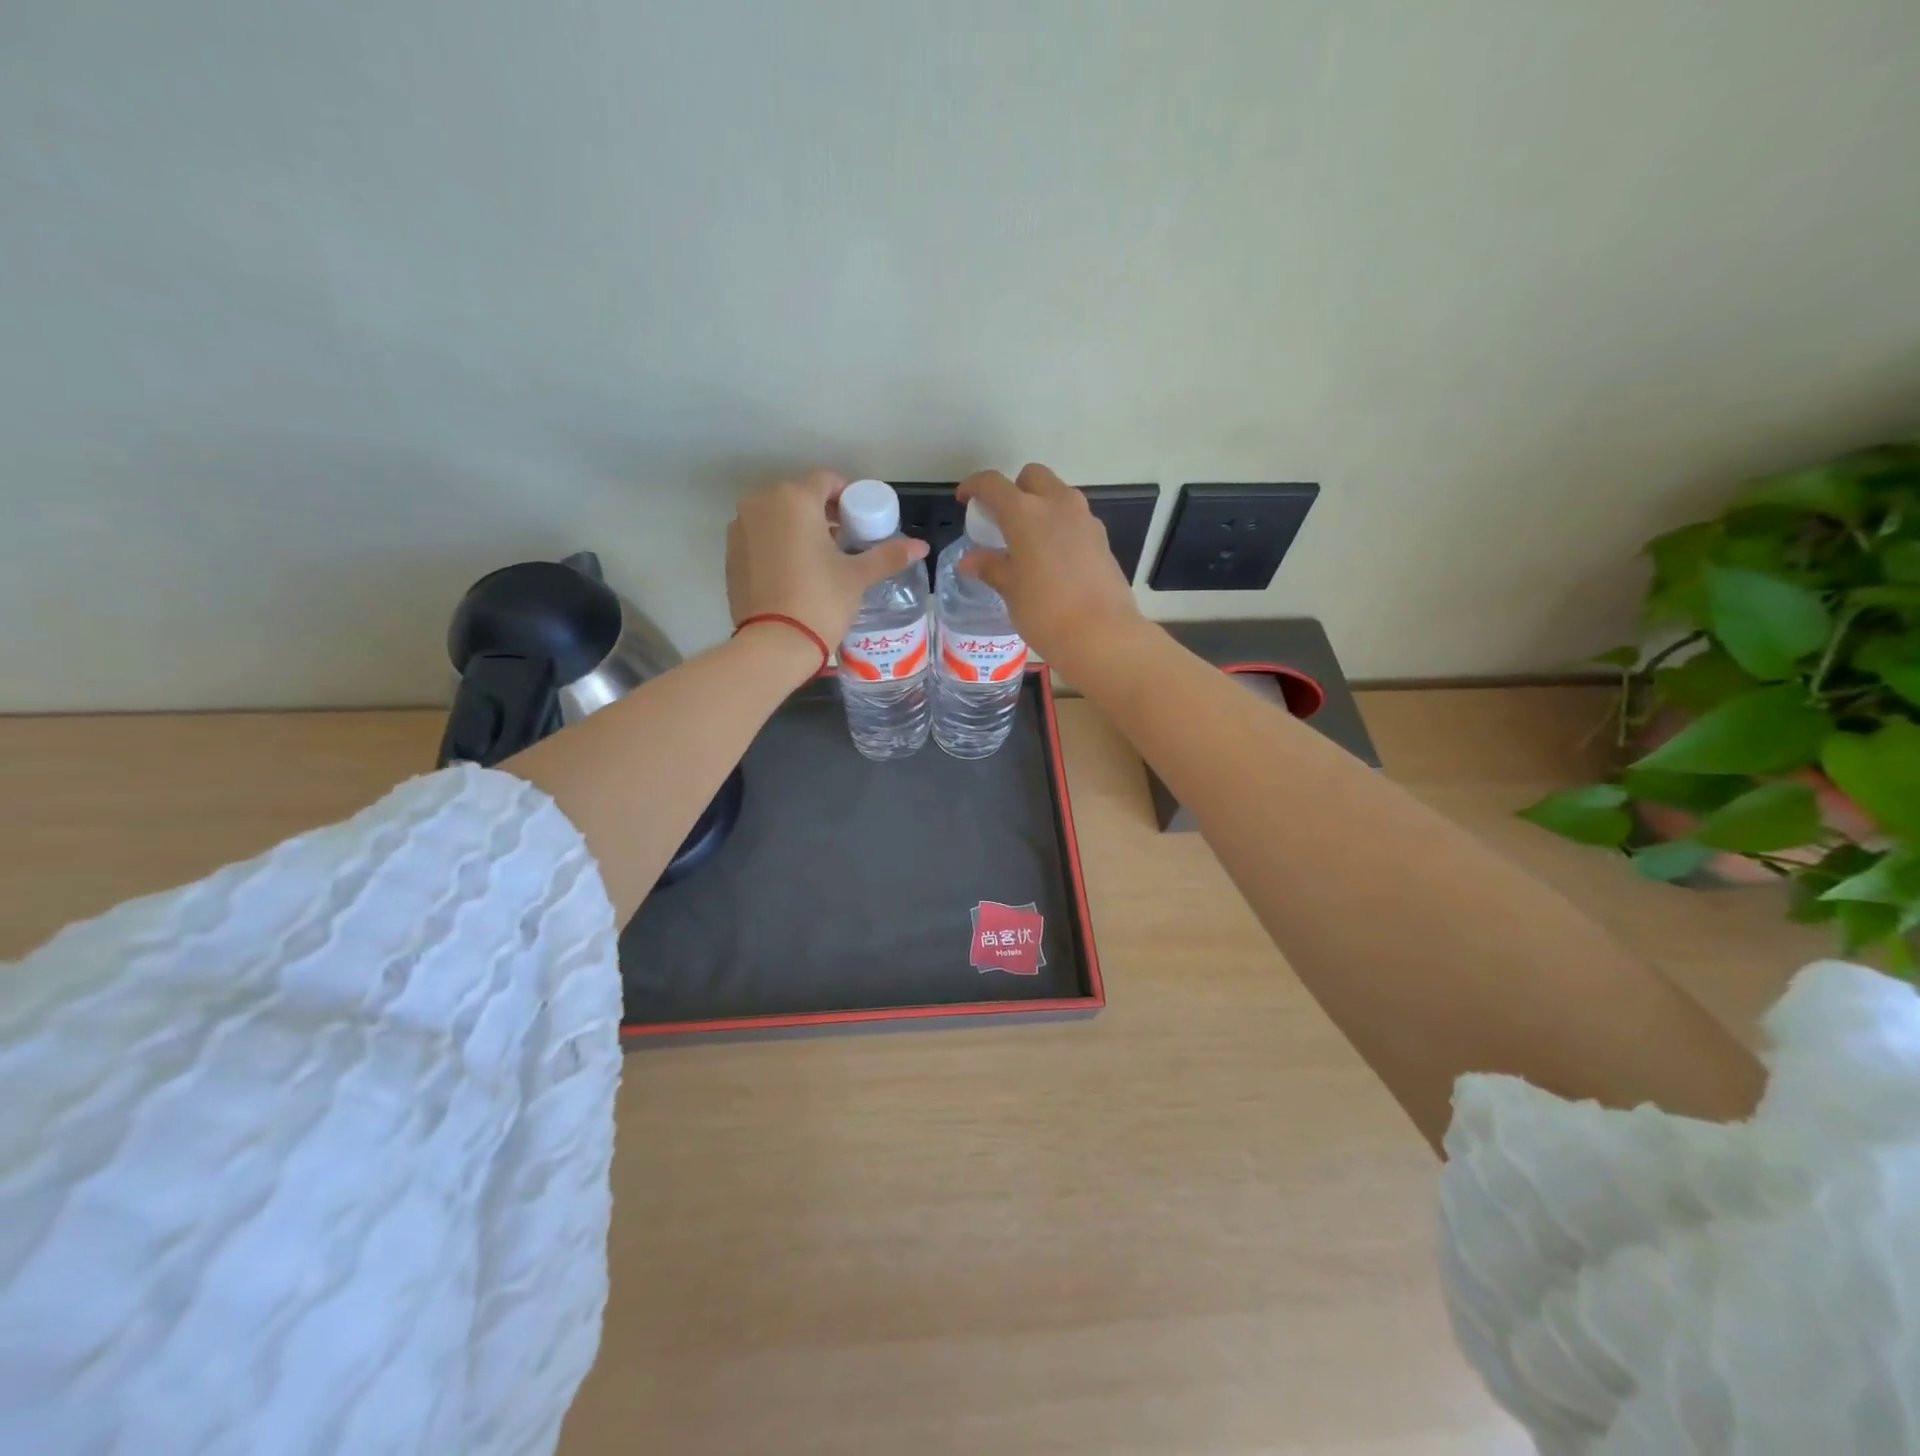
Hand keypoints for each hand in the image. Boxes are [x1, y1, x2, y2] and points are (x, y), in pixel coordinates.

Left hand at [726, 471, 928, 649]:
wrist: (775, 643)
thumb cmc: (821, 601)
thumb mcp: (858, 577)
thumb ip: (888, 555)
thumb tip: (922, 546)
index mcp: (794, 499)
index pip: (827, 480)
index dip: (848, 497)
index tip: (861, 521)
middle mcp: (761, 503)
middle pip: (799, 496)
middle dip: (823, 512)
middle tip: (845, 541)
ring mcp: (740, 527)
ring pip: (777, 516)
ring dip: (799, 527)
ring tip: (820, 558)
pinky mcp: (730, 553)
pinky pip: (760, 536)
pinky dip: (777, 544)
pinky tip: (794, 572)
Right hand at [957, 464, 1146, 671]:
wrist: (1102, 635)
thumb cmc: (1045, 612)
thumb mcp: (1011, 591)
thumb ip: (991, 567)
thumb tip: (970, 560)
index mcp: (1026, 513)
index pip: (993, 484)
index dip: (974, 486)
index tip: (965, 499)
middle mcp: (1057, 504)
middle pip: (1033, 477)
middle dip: (1014, 489)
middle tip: (1002, 520)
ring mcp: (1085, 519)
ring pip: (1058, 495)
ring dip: (1040, 506)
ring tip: (1027, 541)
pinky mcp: (1102, 538)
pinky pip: (1075, 519)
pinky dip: (1059, 526)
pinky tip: (1053, 558)